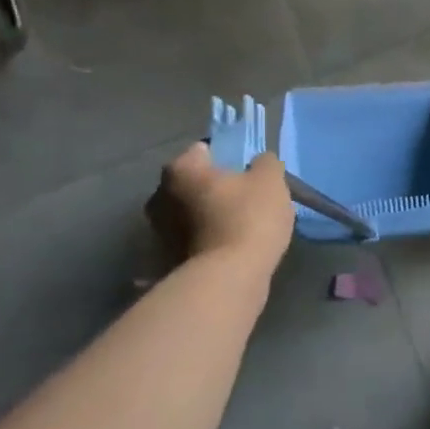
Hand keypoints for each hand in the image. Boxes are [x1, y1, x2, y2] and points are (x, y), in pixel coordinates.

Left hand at [145, 143, 295, 278]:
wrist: (229, 277)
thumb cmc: (248, 218)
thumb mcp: (271, 180)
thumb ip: (265, 163)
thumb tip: (258, 162)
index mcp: (181, 169)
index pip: (204, 150)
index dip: (228, 157)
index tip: (247, 173)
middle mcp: (159, 195)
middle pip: (193, 183)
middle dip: (213, 188)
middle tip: (244, 199)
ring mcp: (158, 230)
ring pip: (189, 212)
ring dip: (207, 216)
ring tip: (237, 227)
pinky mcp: (165, 259)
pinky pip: (190, 239)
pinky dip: (205, 240)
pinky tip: (227, 248)